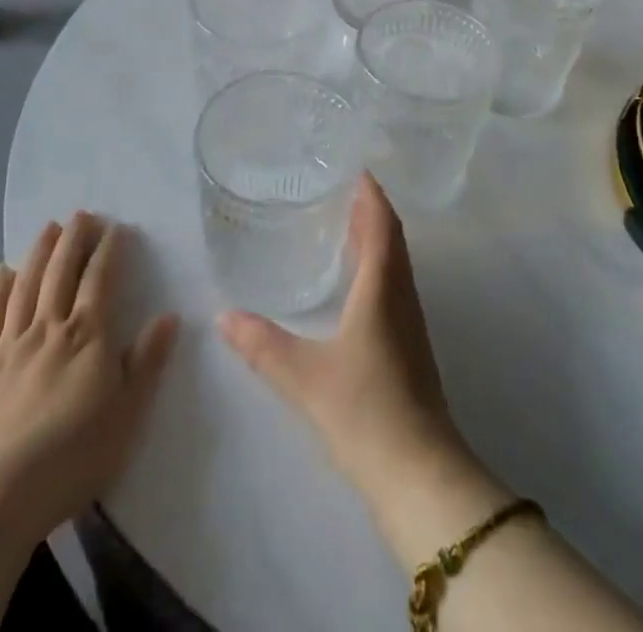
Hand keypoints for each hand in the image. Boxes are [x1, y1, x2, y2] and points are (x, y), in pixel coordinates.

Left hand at [0, 213, 177, 543]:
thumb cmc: (73, 456)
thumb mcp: (128, 413)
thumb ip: (148, 361)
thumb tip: (169, 316)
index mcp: (88, 336)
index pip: (101, 279)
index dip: (109, 250)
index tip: (115, 228)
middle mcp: (49, 329)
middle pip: (62, 272)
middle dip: (74, 239)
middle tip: (81, 214)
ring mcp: (9, 346)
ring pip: (26, 287)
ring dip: (39, 253)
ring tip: (48, 227)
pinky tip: (3, 271)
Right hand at [218, 175, 464, 504]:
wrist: (420, 475)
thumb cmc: (365, 411)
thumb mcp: (305, 376)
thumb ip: (263, 345)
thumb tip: (223, 317)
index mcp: (383, 287)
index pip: (382, 224)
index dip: (371, 194)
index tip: (354, 168)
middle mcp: (402, 295)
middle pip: (392, 238)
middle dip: (370, 210)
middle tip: (340, 190)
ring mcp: (410, 323)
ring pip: (395, 263)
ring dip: (376, 238)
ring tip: (344, 225)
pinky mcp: (409, 347)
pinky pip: (394, 287)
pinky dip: (377, 267)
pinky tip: (355, 284)